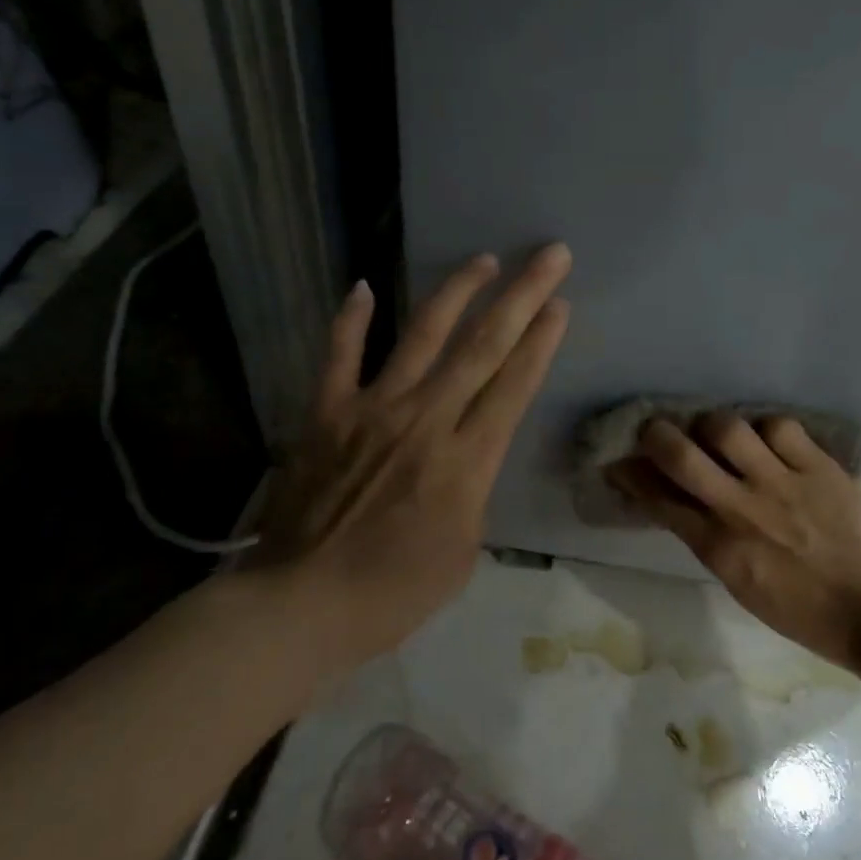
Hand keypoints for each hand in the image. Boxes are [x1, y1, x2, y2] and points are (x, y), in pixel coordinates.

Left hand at [256, 244, 571, 670]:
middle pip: (484, 345)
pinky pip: (340, 355)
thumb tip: (466, 458)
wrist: (301, 604)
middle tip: (549, 255)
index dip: (541, 339)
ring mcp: (373, 409)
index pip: (514, 384)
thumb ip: (472, 493)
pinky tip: (361, 285)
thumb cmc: (393, 593)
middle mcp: (426, 420)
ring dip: (456, 291)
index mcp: (466, 460)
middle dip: (522, 295)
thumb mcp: (462, 552)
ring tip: (482, 260)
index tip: (559, 303)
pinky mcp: (326, 412)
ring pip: (422, 335)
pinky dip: (350, 319)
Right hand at [608, 414, 860, 667]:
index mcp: (719, 549)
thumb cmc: (800, 610)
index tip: (620, 461)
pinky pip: (780, 427)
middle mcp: (742, 510)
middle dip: (656, 435)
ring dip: (712, 426)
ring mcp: (782, 484)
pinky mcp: (819, 467)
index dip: (632, 476)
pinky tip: (769, 441)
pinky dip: (766, 429)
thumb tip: (676, 503)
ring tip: (718, 433)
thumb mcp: (739, 584)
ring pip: (728, 428)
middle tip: (656, 431)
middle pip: (681, 455)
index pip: (660, 500)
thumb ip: (705, 539)